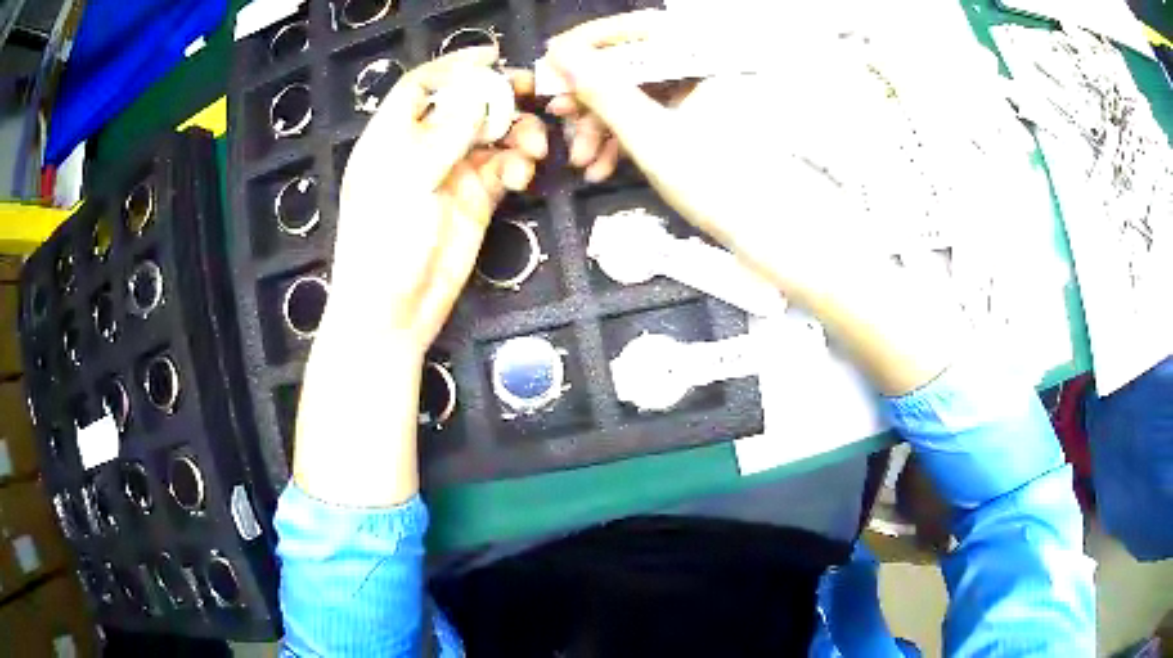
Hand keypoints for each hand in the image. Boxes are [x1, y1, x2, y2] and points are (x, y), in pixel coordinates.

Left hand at [293, 47, 547, 506]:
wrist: (394, 312)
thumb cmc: (384, 243)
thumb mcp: (408, 180)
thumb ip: (445, 132)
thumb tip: (478, 88)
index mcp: (392, 137)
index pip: (422, 87)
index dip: (455, 66)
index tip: (493, 56)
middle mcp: (422, 149)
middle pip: (465, 106)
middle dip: (499, 97)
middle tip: (535, 93)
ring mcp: (450, 175)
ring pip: (491, 136)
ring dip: (517, 135)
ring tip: (535, 149)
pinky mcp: (475, 201)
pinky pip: (503, 169)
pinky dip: (517, 166)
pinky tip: (522, 177)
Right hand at [544, 11, 959, 394]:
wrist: (783, 238)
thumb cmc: (724, 186)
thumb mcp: (652, 135)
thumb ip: (604, 89)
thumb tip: (563, 54)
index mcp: (707, 57)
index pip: (636, 30)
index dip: (588, 43)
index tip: (551, 61)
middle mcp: (708, 69)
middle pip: (635, 65)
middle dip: (591, 95)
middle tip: (560, 118)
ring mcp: (707, 98)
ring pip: (642, 95)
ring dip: (605, 124)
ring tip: (582, 159)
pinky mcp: (705, 125)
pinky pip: (657, 118)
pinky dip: (629, 138)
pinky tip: (605, 165)